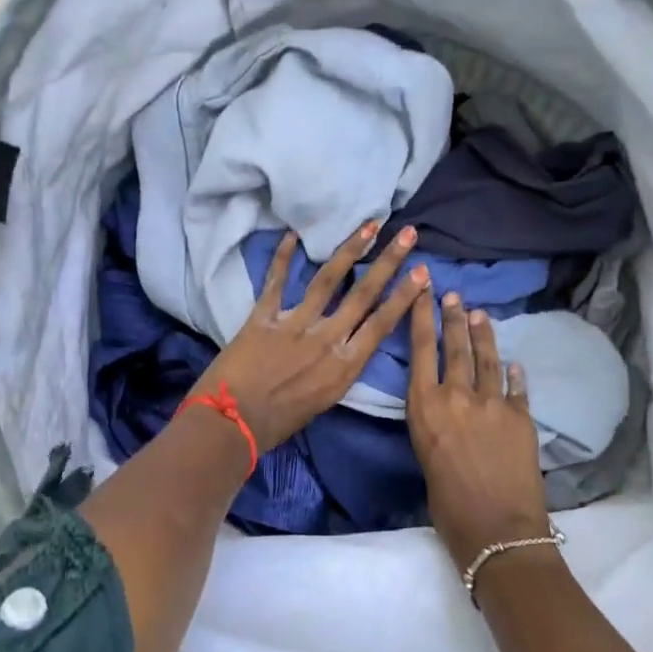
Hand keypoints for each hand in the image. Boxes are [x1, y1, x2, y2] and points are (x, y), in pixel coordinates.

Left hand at [193, 222, 428, 449]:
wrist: (230, 425)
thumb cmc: (277, 424)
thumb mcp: (322, 402)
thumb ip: (337, 371)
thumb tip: (345, 347)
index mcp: (344, 367)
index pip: (381, 324)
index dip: (403, 296)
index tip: (422, 273)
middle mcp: (326, 340)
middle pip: (363, 294)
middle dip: (388, 262)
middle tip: (408, 234)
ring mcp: (295, 325)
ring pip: (328, 280)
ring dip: (350, 250)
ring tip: (368, 225)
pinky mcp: (263, 318)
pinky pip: (275, 281)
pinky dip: (282, 256)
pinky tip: (292, 234)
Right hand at [406, 289, 551, 570]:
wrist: (497, 529)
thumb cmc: (447, 506)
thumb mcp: (426, 457)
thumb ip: (435, 426)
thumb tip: (447, 415)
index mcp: (425, 407)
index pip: (420, 351)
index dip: (421, 318)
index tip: (422, 291)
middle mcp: (456, 396)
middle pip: (454, 347)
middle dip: (452, 318)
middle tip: (452, 295)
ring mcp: (492, 403)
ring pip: (486, 359)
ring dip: (482, 335)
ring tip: (479, 314)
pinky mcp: (521, 417)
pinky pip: (516, 387)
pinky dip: (513, 373)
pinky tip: (513, 363)